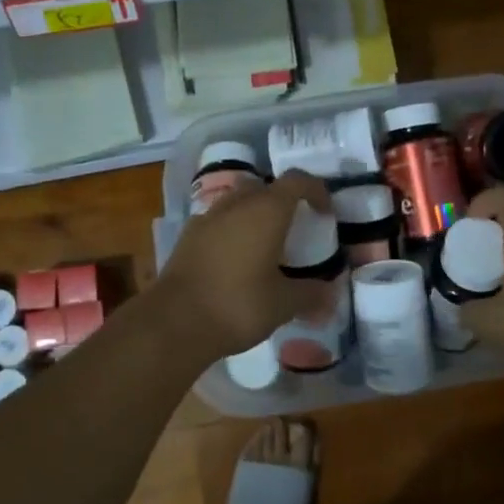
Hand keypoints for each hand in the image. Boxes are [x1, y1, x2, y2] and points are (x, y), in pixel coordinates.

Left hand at [153, 171, 336, 362]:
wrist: (174, 322)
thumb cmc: (238, 305)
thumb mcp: (283, 304)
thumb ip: (311, 294)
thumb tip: (330, 295)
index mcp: (267, 210)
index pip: (298, 181)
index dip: (316, 191)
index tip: (325, 214)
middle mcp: (237, 204)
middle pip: (266, 187)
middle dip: (283, 202)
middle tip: (295, 229)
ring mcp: (208, 217)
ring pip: (239, 202)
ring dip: (255, 214)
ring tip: (266, 245)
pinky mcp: (188, 236)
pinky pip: (218, 221)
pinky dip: (232, 230)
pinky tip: (236, 260)